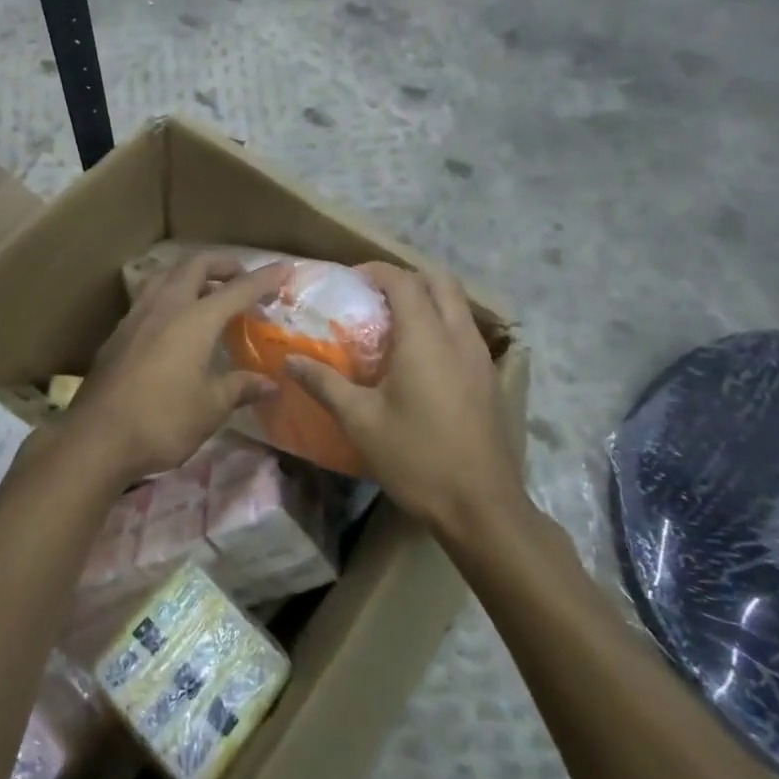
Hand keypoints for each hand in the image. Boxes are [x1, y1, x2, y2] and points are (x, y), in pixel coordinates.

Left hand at [63, 255, 291, 483]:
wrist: (96, 438)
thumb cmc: (162, 421)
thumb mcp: (210, 408)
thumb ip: (240, 387)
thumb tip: (269, 383)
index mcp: (194, 319)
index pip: (237, 289)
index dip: (264, 279)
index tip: (286, 268)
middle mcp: (165, 306)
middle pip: (195, 266)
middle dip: (223, 266)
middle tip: (242, 279)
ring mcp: (136, 316)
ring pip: (166, 276)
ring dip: (191, 275)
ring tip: (207, 294)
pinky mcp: (117, 333)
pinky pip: (148, 297)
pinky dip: (169, 295)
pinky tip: (172, 322)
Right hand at [285, 263, 522, 532]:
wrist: (482, 507)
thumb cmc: (417, 458)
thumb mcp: (361, 422)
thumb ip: (324, 384)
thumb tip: (289, 360)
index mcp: (426, 338)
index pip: (404, 281)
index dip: (376, 271)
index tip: (350, 280)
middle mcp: (459, 337)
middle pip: (440, 281)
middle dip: (406, 277)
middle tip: (373, 296)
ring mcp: (481, 358)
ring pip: (458, 305)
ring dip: (427, 299)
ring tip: (392, 323)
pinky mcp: (490, 379)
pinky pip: (465, 331)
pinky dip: (441, 324)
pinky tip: (419, 358)